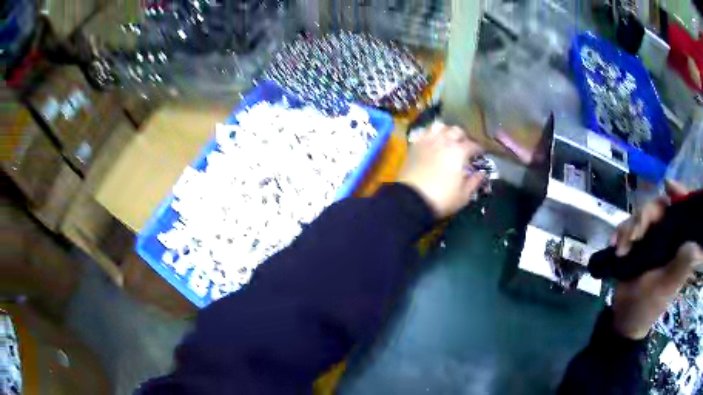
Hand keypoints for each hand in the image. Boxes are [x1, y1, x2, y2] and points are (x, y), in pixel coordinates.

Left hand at [398, 122, 485, 217]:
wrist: (411, 200)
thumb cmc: (441, 198)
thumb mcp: (463, 195)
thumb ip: (474, 182)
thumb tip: (482, 174)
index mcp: (459, 152)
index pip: (473, 145)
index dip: (478, 149)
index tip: (480, 154)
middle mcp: (444, 141)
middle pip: (456, 130)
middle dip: (463, 137)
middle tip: (465, 146)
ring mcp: (428, 141)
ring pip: (440, 127)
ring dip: (446, 131)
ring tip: (448, 140)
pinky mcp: (414, 146)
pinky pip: (425, 133)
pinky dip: (431, 134)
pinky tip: (433, 142)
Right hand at [611, 181, 702, 338]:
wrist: (624, 319)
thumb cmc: (649, 305)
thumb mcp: (667, 285)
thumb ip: (682, 263)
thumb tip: (698, 244)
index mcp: (678, 243)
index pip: (682, 210)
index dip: (678, 195)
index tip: (668, 187)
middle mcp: (667, 237)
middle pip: (659, 208)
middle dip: (645, 217)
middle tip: (633, 236)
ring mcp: (651, 240)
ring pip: (642, 216)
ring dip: (629, 228)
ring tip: (620, 249)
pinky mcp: (637, 245)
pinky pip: (628, 227)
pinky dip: (621, 233)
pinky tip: (614, 245)